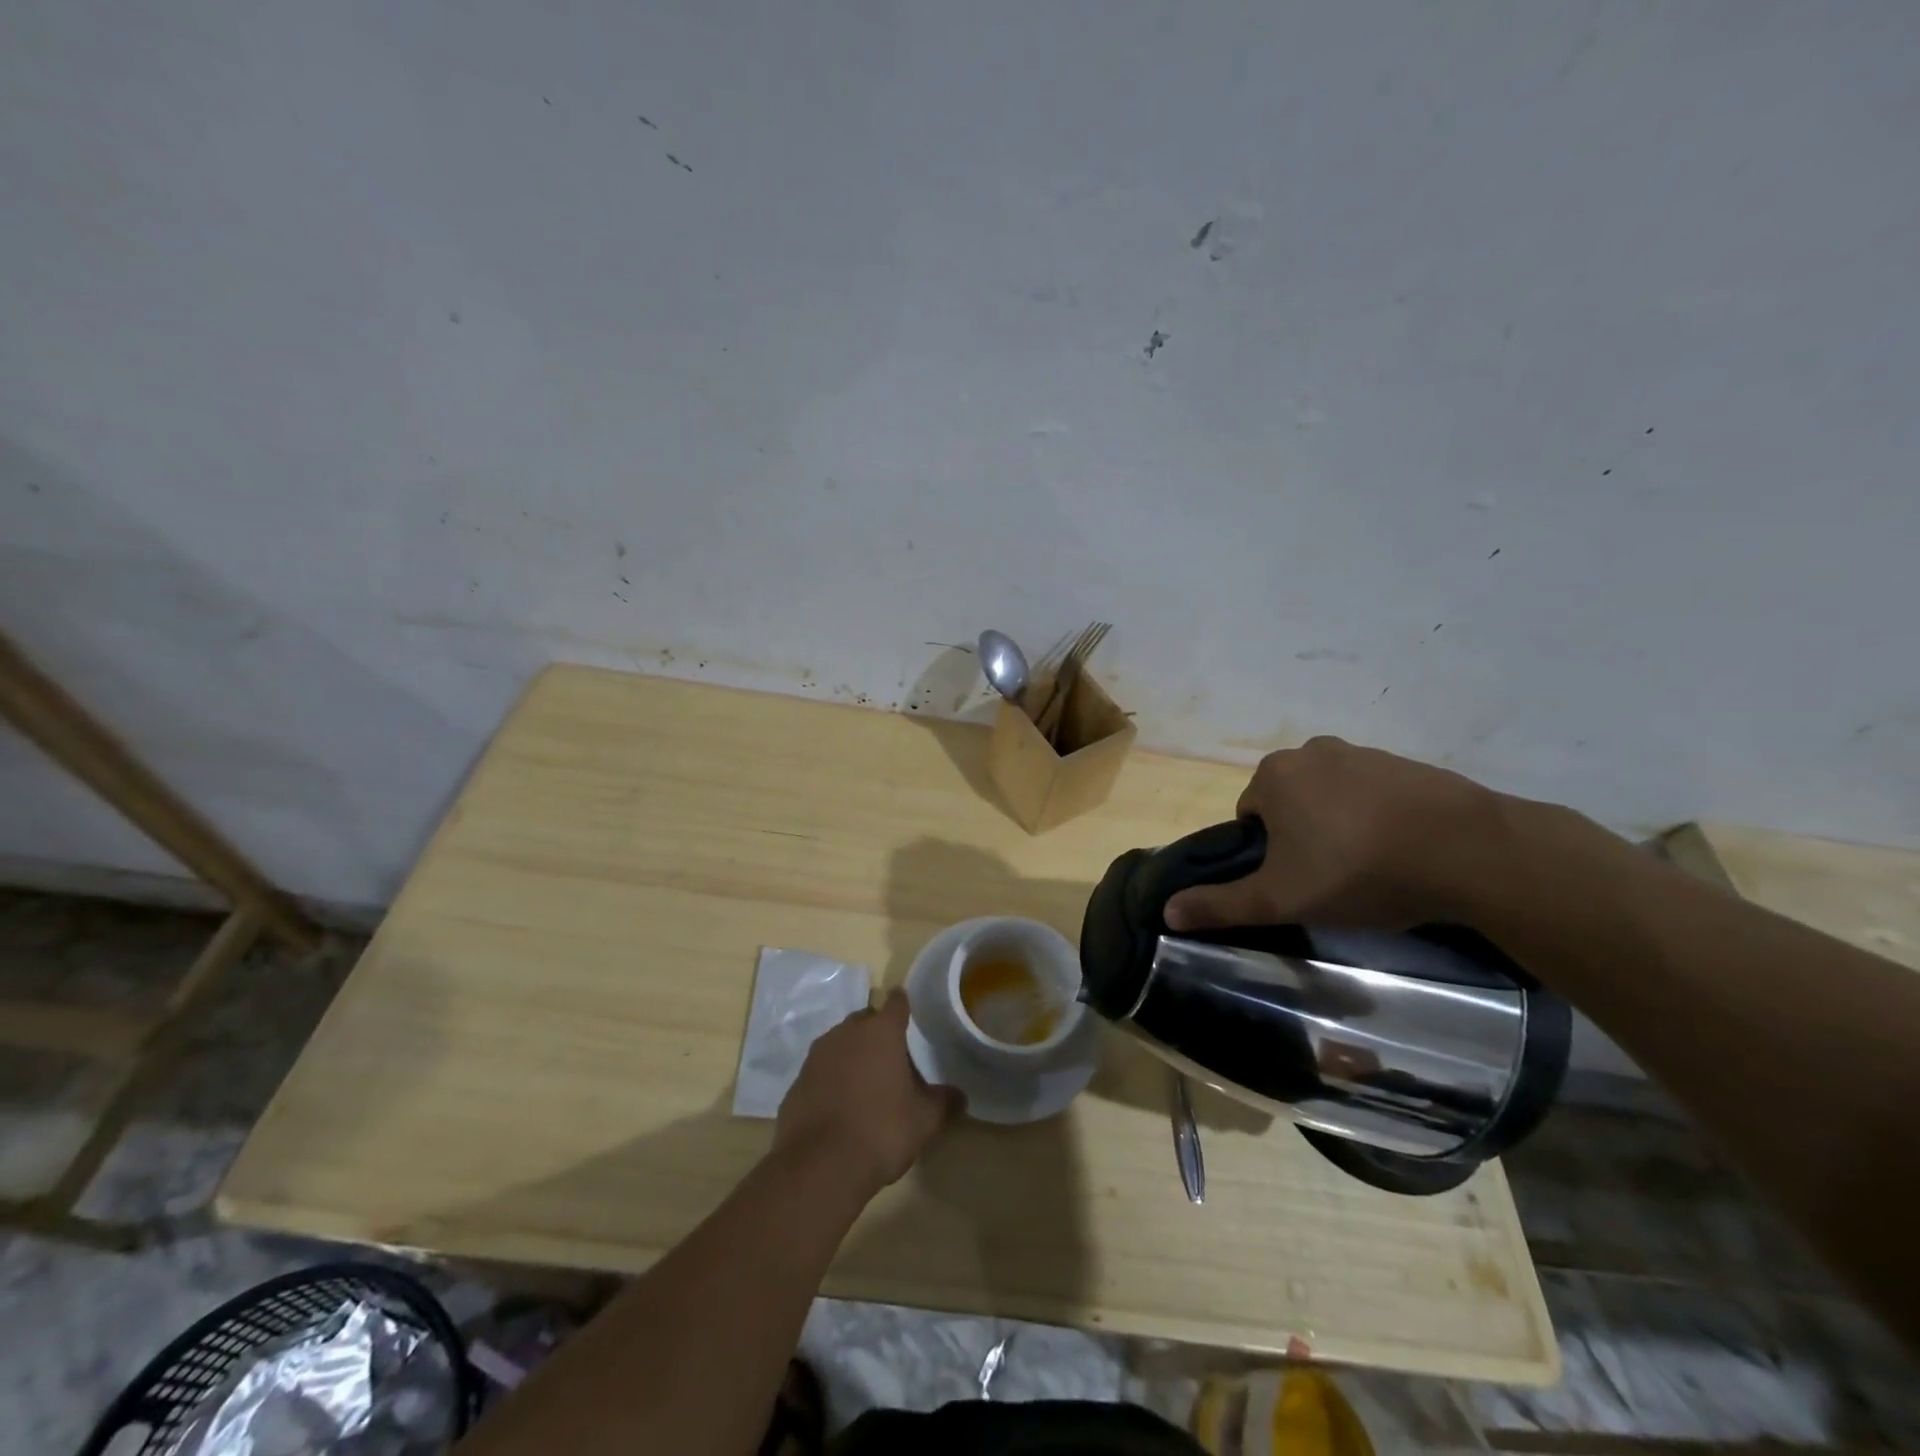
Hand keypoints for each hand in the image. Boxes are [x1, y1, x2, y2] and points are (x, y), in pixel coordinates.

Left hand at [775, 991, 959, 1196]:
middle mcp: (847, 1033)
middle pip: (866, 1020)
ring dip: (852, 1054)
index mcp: (881, 1032)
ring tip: (866, 1082)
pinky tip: (840, 1105)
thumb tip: (960, 1096)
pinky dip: (831, 1078)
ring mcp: (817, 1055)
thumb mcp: (924, 1120)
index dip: (904, 1005)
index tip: (909, 1011)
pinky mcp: (797, 1081)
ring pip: (840, 1042)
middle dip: (877, 1032)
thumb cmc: (881, 1131)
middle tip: (892, 1057)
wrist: (819, 1165)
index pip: (896, 1003)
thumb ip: (943, 1101)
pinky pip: (821, 1070)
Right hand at [1164, 736, 1504, 932]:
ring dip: (1340, 826)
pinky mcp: (1408, 765)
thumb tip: (1167, 911)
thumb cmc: (1357, 870)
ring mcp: (1364, 753)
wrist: (1468, 851)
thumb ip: (1221, 904)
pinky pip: (1375, 794)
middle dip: (1302, 836)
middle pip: (1290, 802)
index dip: (1267, 853)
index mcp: (1274, 775)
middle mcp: (1312, 751)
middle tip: (1331, 878)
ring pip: (1332, 797)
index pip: (1250, 815)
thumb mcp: (1281, 898)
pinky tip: (1402, 851)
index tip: (1297, 880)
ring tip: (1370, 868)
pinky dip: (1379, 818)